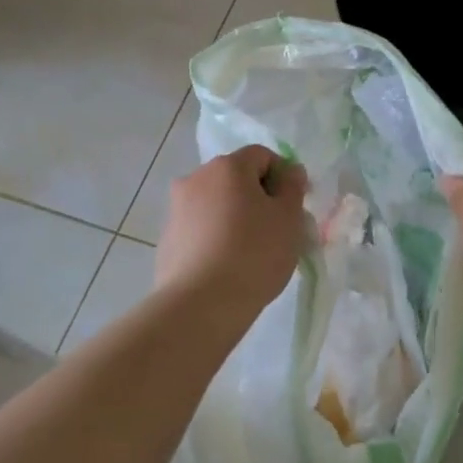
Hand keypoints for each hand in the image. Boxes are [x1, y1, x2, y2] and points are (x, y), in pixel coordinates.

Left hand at [156, 146, 308, 321]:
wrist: (199, 306)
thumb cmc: (253, 254)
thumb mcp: (289, 218)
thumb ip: (293, 187)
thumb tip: (289, 171)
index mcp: (227, 166)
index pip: (262, 156)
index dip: (283, 177)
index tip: (295, 207)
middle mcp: (196, 178)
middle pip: (236, 178)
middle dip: (259, 197)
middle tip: (277, 230)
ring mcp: (177, 209)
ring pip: (217, 203)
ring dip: (236, 217)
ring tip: (252, 252)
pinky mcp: (167, 239)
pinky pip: (201, 228)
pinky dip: (216, 237)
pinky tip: (227, 266)